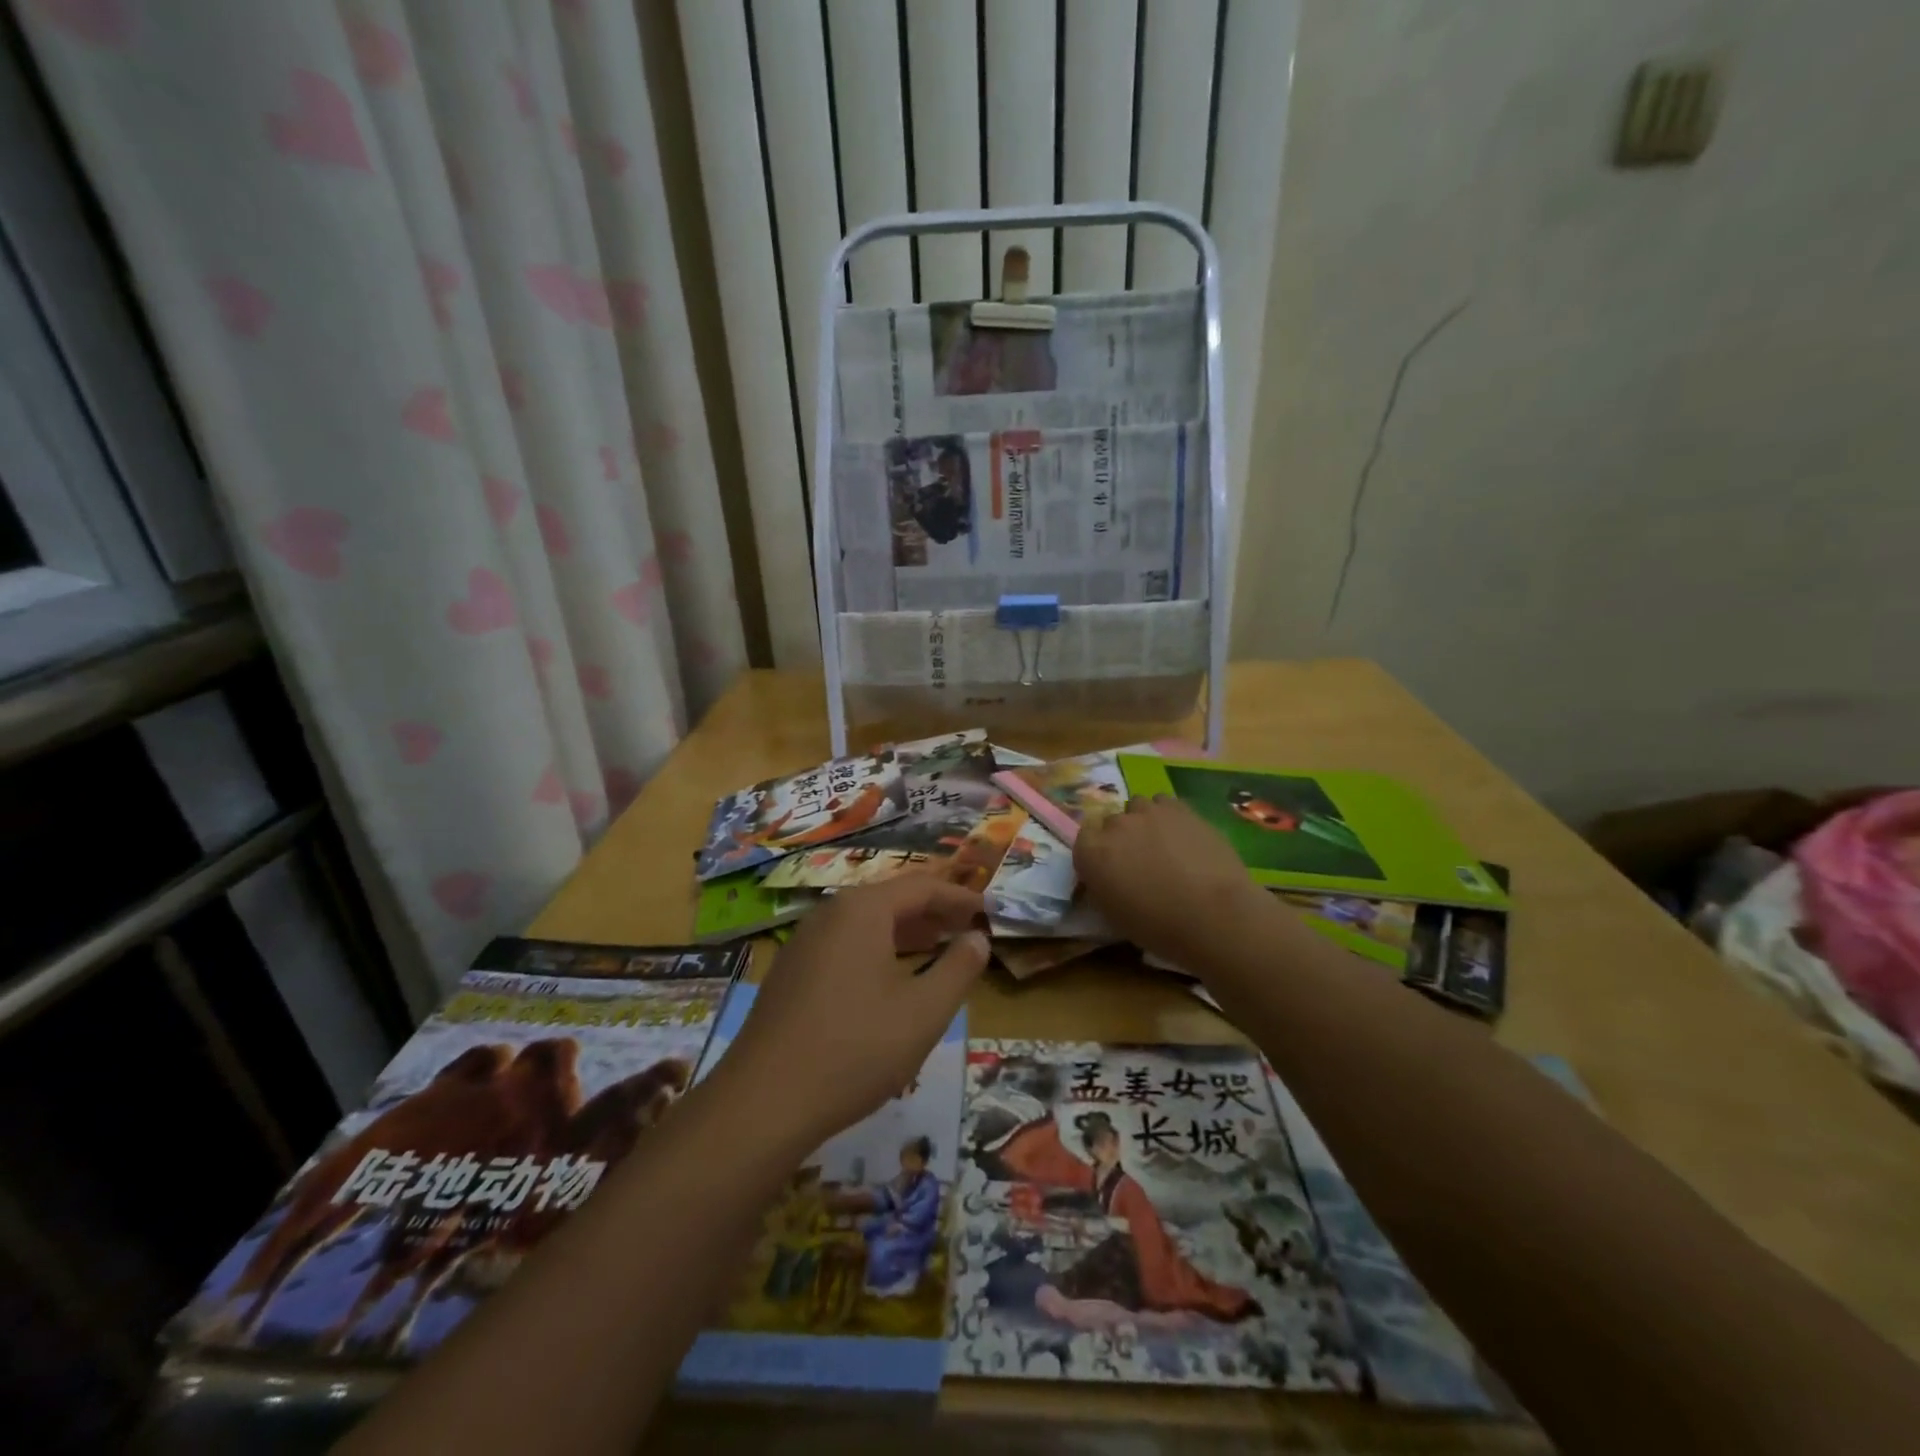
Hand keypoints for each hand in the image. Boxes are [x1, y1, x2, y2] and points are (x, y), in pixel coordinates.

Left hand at [722, 876, 988, 1152]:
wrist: (763, 1102)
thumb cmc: (856, 1049)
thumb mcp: (924, 1012)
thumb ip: (958, 969)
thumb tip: (977, 938)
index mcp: (862, 910)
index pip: (921, 886)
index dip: (958, 897)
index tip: (987, 911)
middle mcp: (829, 914)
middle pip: (889, 899)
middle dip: (931, 912)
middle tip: (965, 928)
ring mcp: (803, 943)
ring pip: (864, 923)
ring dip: (903, 932)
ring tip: (934, 948)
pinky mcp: (789, 973)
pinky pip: (843, 945)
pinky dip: (875, 950)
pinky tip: (888, 980)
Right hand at [1073, 794, 1267, 961]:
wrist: (1213, 915)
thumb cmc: (1159, 926)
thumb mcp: (1114, 916)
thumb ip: (1103, 887)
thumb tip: (1107, 878)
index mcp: (1091, 853)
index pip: (1083, 839)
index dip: (1097, 854)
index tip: (1110, 870)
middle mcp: (1115, 825)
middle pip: (1111, 822)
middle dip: (1121, 838)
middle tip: (1140, 863)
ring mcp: (1148, 812)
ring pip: (1138, 807)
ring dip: (1144, 822)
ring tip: (1162, 845)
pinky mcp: (1180, 808)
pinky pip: (1164, 803)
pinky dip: (1168, 816)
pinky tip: (1182, 836)